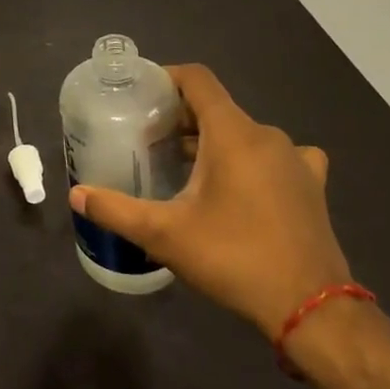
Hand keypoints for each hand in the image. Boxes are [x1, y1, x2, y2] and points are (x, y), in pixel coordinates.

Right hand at [68, 63, 351, 335]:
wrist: (312, 310)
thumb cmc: (234, 258)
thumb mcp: (165, 235)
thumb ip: (117, 210)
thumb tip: (76, 195)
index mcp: (233, 133)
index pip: (198, 80)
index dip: (167, 78)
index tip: (141, 94)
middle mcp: (267, 135)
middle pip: (217, 107)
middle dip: (182, 117)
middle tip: (150, 140)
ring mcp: (295, 159)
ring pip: (245, 132)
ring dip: (214, 140)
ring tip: (186, 165)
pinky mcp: (312, 185)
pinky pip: (278, 156)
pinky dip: (254, 160)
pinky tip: (246, 184)